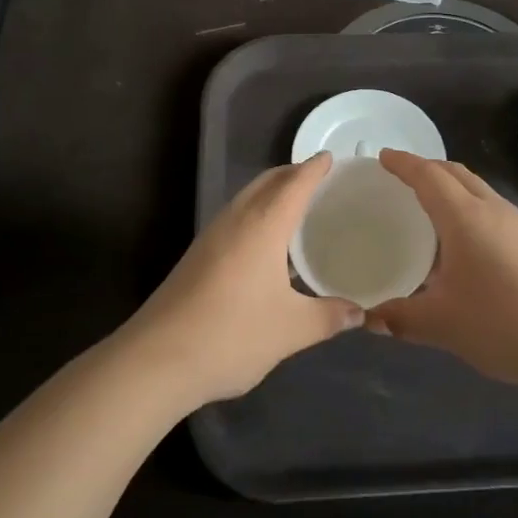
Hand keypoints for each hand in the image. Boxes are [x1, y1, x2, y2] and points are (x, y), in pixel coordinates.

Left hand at [124, 153, 362, 406]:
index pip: (295, 183)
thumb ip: (329, 317)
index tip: (331, 158)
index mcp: (264, 225)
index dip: (314, 168)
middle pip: (268, 182)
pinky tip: (266, 243)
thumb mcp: (291, 330)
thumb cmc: (232, 335)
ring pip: (248, 198)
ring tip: (297, 206)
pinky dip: (257, 212)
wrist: (157, 359)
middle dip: (293, 174)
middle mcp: (237, 219)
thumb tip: (360, 313)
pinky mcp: (198, 255)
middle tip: (320, 180)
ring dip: (272, 192)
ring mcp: (212, 236)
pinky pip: (236, 217)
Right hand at [369, 150, 517, 391]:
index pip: (428, 176)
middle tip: (398, 178)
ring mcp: (515, 224)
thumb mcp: (442, 324)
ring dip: (448, 185)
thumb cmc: (503, 323)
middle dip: (425, 168)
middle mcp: (491, 209)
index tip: (382, 157)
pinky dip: (464, 204)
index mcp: (465, 217)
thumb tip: (369, 317)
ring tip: (424, 205)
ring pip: (474, 187)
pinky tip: (457, 239)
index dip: (404, 164)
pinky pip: (487, 206)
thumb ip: (400, 318)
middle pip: (454, 173)